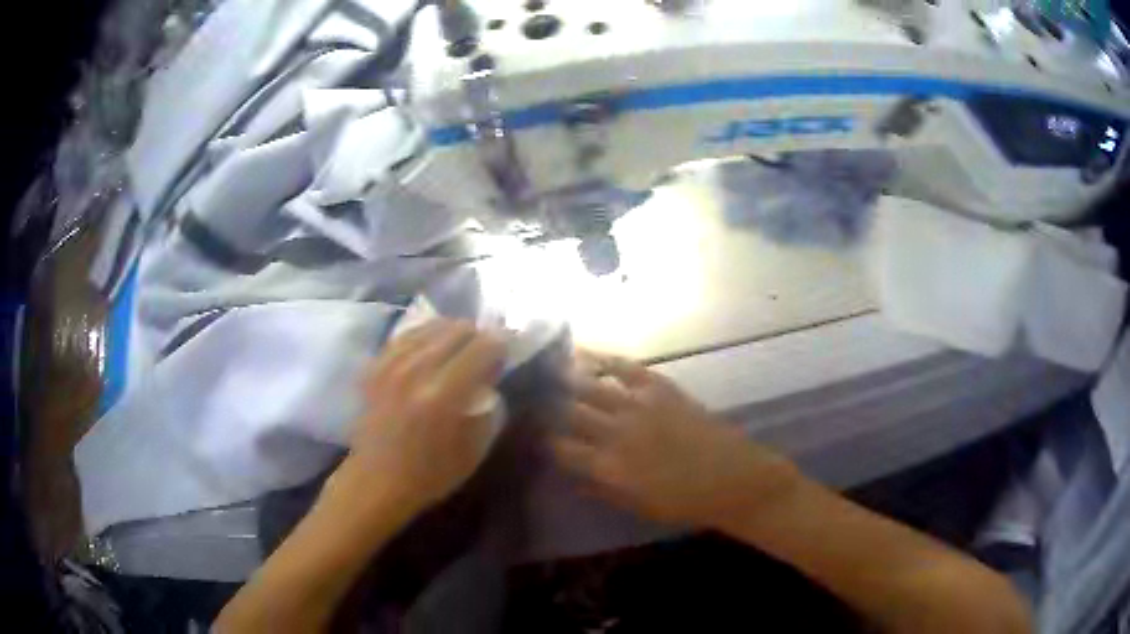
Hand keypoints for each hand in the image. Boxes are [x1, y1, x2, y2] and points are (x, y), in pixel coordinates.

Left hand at [343, 320, 505, 515]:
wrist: (377, 481)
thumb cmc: (432, 473)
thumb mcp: (476, 447)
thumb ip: (488, 402)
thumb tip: (492, 371)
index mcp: (444, 395)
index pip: (483, 346)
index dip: (502, 343)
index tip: (508, 351)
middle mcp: (416, 371)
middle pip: (458, 329)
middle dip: (479, 335)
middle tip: (486, 351)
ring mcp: (391, 365)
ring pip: (432, 325)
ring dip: (452, 332)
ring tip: (460, 348)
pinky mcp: (375, 366)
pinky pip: (407, 334)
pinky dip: (425, 336)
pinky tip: (432, 347)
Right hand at [553, 352, 798, 528]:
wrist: (733, 479)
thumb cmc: (686, 503)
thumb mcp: (639, 506)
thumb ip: (602, 490)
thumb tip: (574, 479)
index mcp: (609, 468)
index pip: (563, 449)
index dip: (546, 441)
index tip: (537, 434)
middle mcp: (617, 434)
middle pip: (571, 413)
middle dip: (550, 406)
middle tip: (537, 397)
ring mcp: (640, 407)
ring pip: (592, 387)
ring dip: (569, 379)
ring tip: (552, 370)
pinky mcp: (661, 389)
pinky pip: (626, 368)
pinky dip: (604, 359)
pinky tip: (586, 353)